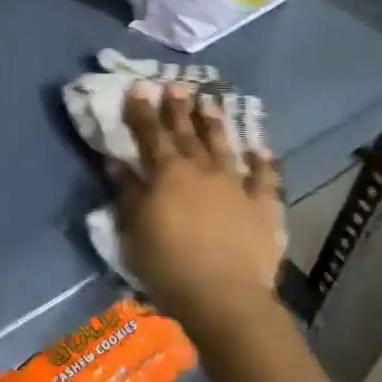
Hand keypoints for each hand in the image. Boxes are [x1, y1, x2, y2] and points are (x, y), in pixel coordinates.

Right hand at [114, 84, 285, 332]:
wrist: (224, 296)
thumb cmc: (168, 264)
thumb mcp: (134, 227)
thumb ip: (127, 190)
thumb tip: (116, 160)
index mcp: (167, 172)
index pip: (150, 134)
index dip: (143, 110)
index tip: (140, 87)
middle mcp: (201, 169)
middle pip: (186, 133)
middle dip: (178, 108)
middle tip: (176, 85)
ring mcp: (235, 185)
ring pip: (223, 146)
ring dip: (214, 123)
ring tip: (209, 102)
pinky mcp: (263, 207)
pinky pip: (265, 179)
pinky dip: (263, 163)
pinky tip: (262, 151)